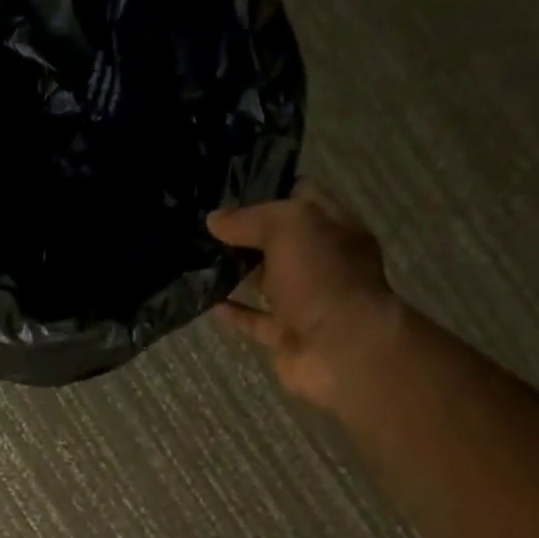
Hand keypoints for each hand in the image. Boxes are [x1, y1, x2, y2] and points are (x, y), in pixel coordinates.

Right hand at [208, 182, 398, 408]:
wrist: (341, 350)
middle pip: (280, 241)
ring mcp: (306, 302)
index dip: (267, 189)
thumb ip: (250, 219)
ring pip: (266, 281)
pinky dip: (233, 311)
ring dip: (236, 272)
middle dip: (246, 232)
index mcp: (334, 228)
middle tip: (202, 223)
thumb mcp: (289, 226)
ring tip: (197, 258)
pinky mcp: (287, 335)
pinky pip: (255, 319)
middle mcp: (323, 262)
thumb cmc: (322, 277)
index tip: (227, 188)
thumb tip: (215, 219)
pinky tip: (207, 300)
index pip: (301, 197)